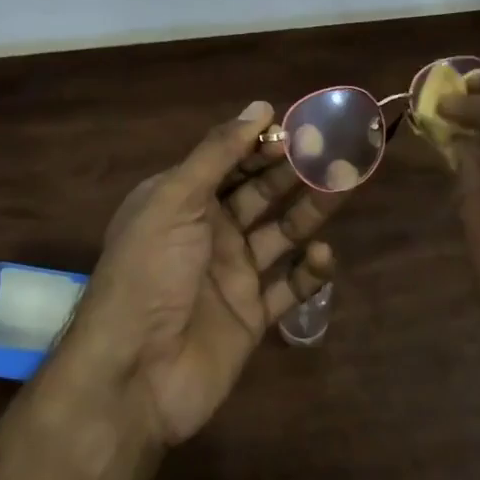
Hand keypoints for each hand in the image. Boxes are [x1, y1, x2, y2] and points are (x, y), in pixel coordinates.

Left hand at [58, 102, 341, 446]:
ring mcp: (232, 274)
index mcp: (182, 200)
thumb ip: (218, 152)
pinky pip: (289, 286)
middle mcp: (209, 231)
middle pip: (261, 192)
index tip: (301, 129)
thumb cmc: (150, 272)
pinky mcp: (252, 314)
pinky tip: (322, 256)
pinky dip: (309, 271)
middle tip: (335, 152)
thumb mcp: (175, 199)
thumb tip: (261, 106)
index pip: (230, 161)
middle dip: (294, 172)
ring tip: (344, 187)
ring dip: (311, 211)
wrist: (135, 373)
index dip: (263, 144)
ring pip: (282, 233)